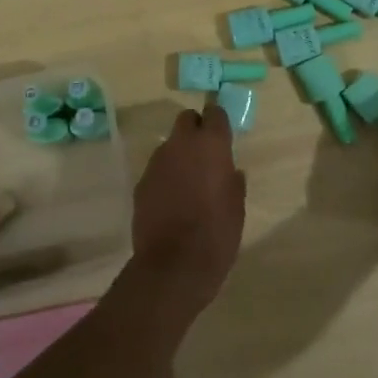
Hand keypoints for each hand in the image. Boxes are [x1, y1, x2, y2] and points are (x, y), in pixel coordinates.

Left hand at [130, 106, 244, 310]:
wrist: (174, 265)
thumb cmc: (216, 233)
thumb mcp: (237, 206)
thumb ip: (232, 181)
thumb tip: (230, 172)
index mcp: (211, 145)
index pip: (215, 113)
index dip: (218, 122)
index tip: (223, 135)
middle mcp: (181, 144)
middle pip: (186, 120)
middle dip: (195, 130)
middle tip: (204, 154)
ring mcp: (157, 162)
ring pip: (170, 145)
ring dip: (179, 155)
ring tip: (187, 182)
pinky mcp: (141, 182)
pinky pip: (157, 169)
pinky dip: (165, 177)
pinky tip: (171, 201)